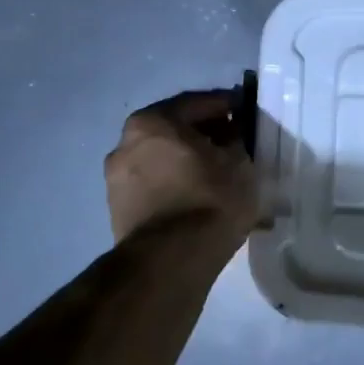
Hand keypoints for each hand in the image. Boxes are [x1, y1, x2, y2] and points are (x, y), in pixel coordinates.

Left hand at [105, 89, 260, 254]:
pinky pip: (157, 187)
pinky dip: (179, 187)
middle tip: (236, 145)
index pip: (196, 103)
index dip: (226, 106)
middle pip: (176, 132)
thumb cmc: (209, 198)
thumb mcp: (238, 161)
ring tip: (223, 177)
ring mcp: (117, 180)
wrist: (171, 261)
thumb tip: (231, 135)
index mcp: (152, 122)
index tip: (246, 113)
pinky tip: (204, 200)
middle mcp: (126, 144)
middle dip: (207, 137)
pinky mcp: (119, 211)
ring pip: (166, 161)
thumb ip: (235, 139)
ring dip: (192, 164)